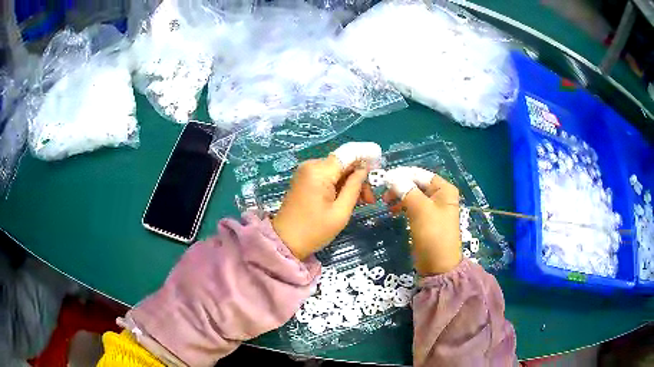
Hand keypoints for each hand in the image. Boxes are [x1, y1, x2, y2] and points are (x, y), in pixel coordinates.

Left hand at [272, 142, 380, 259]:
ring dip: (350, 183)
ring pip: (336, 170)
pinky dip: (339, 185)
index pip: (348, 154)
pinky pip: (327, 176)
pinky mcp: (304, 180)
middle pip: (343, 163)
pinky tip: (347, 199)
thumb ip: (354, 187)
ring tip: (362, 202)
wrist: (284, 241)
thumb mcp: (340, 212)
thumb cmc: (314, 230)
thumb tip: (364, 170)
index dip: (365, 156)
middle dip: (359, 177)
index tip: (380, 165)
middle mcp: (311, 165)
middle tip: (370, 200)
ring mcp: (306, 172)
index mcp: (319, 171)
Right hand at [383, 167, 461, 274]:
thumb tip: (391, 176)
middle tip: (384, 196)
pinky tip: (393, 212)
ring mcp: (433, 208)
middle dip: (399, 187)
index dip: (401, 174)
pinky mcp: (426, 219)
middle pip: (415, 184)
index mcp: (444, 189)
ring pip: (412, 195)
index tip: (383, 179)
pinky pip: (412, 207)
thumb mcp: (420, 210)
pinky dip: (402, 207)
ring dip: (399, 197)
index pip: (419, 174)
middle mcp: (440, 195)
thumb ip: (406, 190)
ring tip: (386, 204)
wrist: (439, 266)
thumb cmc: (433, 234)